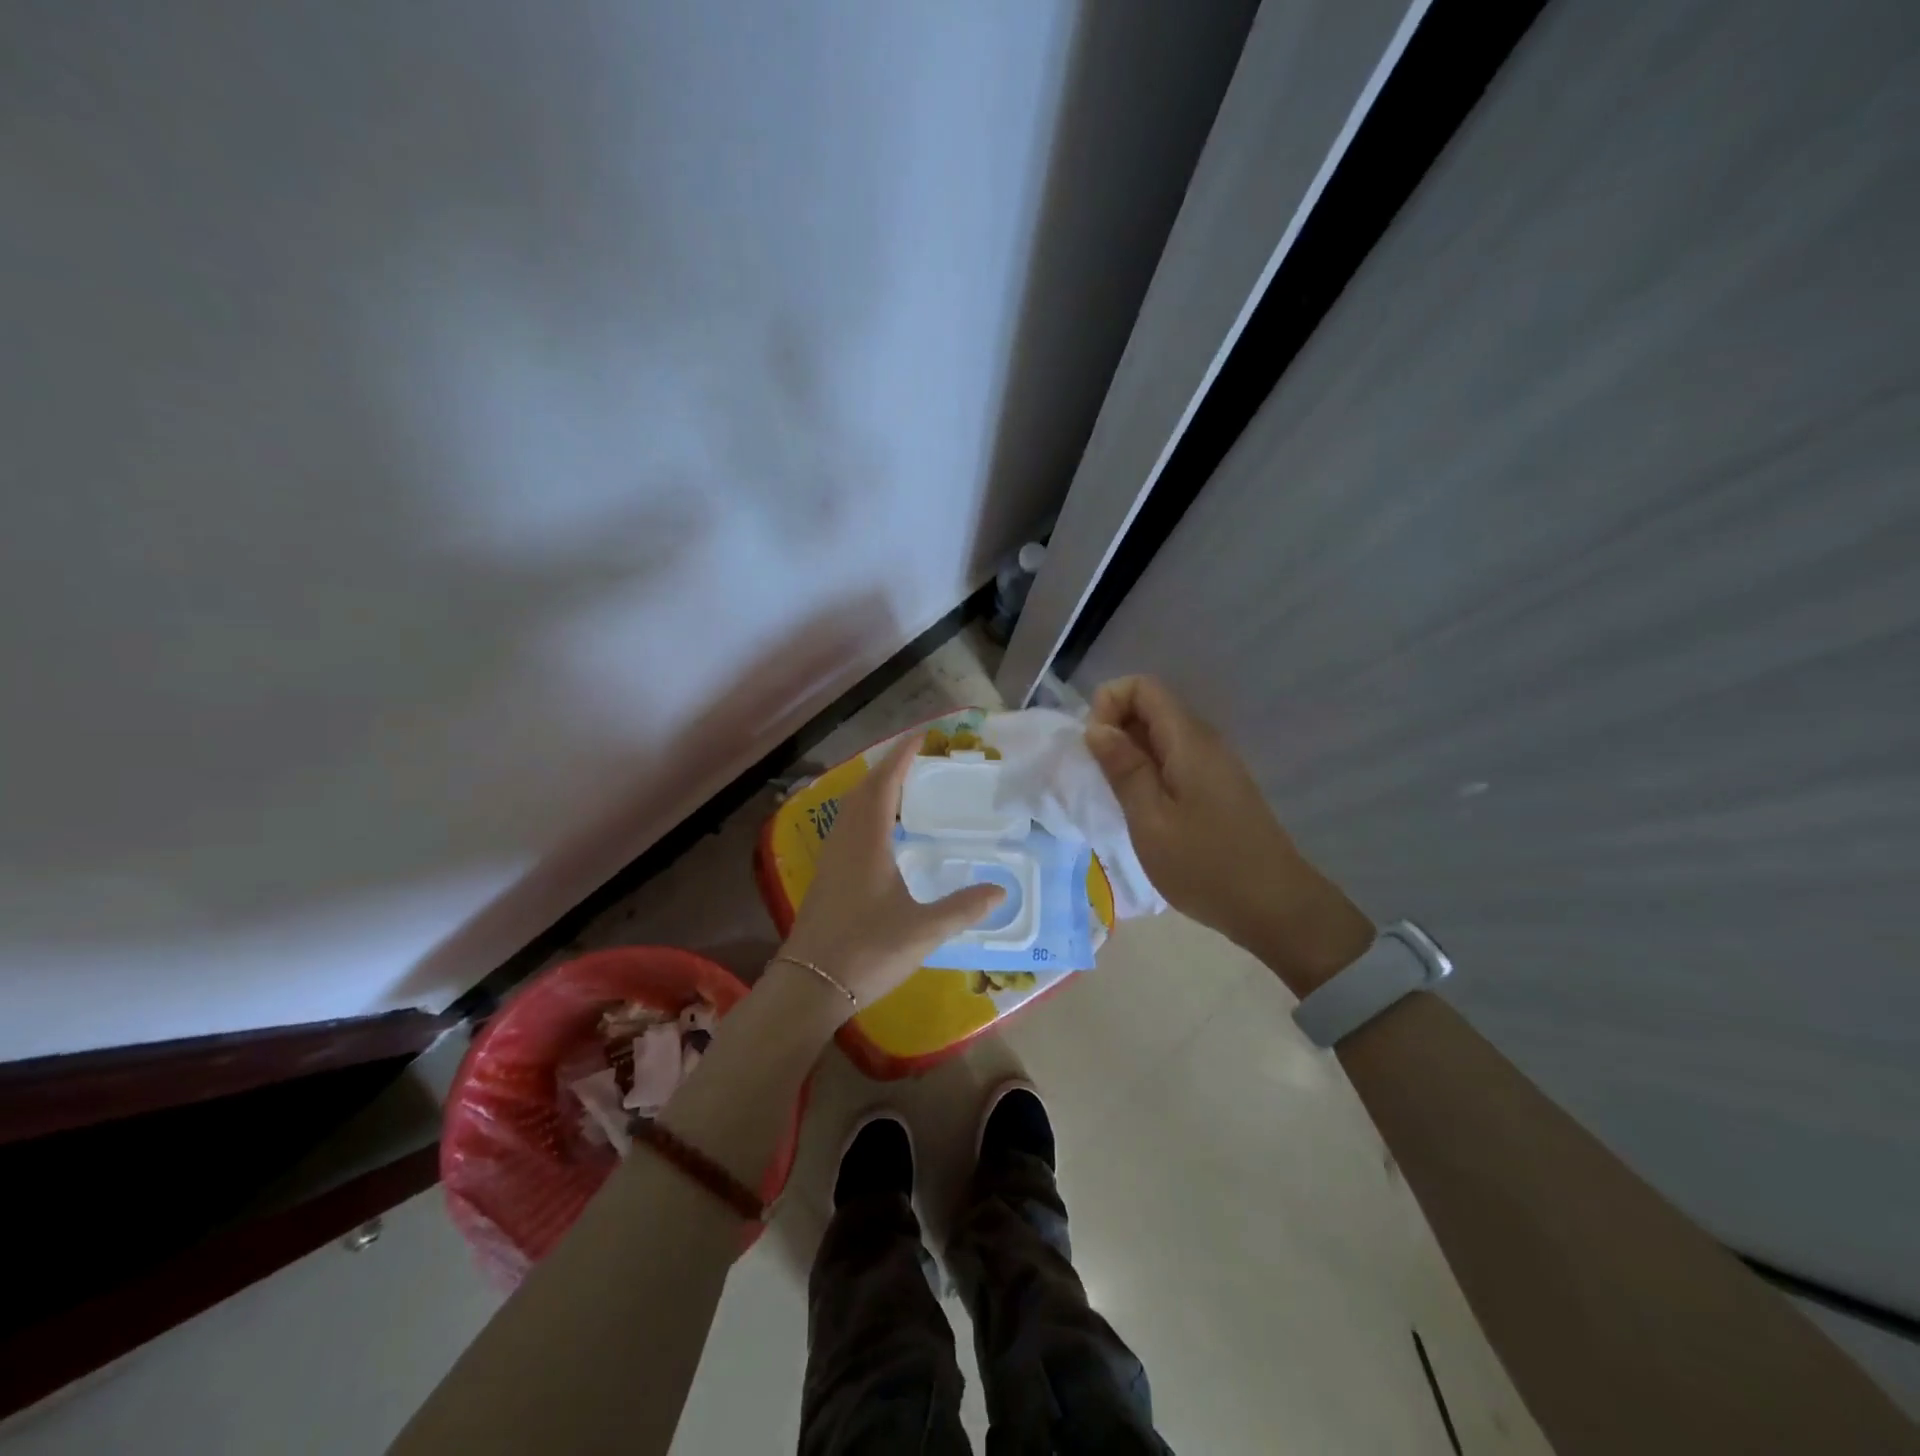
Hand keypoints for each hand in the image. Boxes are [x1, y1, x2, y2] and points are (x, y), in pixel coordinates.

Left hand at [777, 732, 1005, 1014]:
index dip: (902, 756)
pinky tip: (882, 833)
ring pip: (852, 809)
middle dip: (889, 768)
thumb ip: (963, 908)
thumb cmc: (866, 951)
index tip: (922, 736)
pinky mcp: (826, 877)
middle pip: (865, 790)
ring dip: (875, 789)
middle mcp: (846, 841)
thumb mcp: (923, 930)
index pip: (885, 784)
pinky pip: (848, 827)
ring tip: (903, 787)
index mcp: (867, 842)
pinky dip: (867, 813)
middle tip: (918, 758)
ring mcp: (831, 859)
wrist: (808, 986)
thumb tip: (1001, 891)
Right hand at [1083, 676, 1371, 988]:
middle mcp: (1204, 741)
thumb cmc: (1206, 865)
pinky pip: (1174, 760)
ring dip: (1129, 754)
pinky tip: (1142, 809)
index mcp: (1188, 740)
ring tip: (1116, 796)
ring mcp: (1215, 764)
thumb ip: (1123, 768)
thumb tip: (1096, 727)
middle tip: (1099, 777)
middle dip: (1115, 729)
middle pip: (1152, 707)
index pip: (1143, 687)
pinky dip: (1149, 772)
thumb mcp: (1151, 820)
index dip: (1109, 703)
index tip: (1094, 746)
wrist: (1275, 908)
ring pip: (1161, 735)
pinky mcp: (1218, 787)